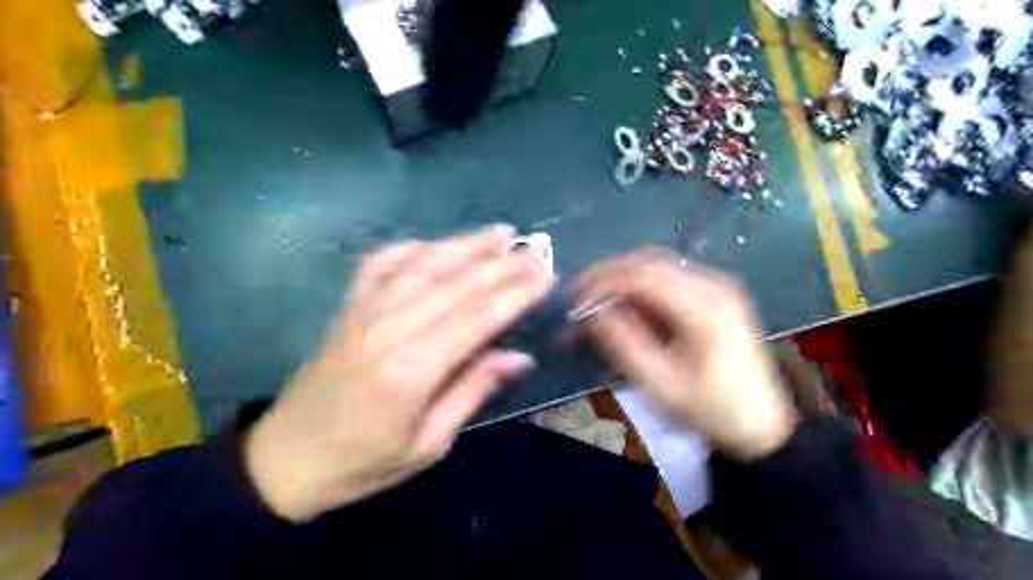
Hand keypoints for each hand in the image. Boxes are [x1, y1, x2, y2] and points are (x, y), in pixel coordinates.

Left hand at [246, 226, 556, 521]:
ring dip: (463, 245)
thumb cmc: (363, 462)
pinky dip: (410, 248)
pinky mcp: (347, 308)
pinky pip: (379, 265)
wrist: (286, 458)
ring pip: (421, 266)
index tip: (545, 275)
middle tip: (534, 250)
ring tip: (500, 232)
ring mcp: (362, 313)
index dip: (514, 294)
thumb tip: (519, 357)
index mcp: (409, 372)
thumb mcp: (428, 444)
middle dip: (500, 265)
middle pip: (454, 285)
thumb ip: (472, 391)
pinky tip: (434, 242)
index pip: (474, 318)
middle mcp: (386, 330)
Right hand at [573, 251, 796, 459]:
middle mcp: (712, 285)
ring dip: (621, 282)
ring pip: (655, 268)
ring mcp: (715, 288)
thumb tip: (594, 312)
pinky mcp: (712, 297)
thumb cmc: (710, 411)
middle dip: (607, 277)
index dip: (602, 284)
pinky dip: (638, 291)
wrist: (761, 425)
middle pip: (648, 263)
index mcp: (704, 308)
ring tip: (595, 304)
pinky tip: (623, 309)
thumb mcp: (662, 386)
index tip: (574, 302)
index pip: (642, 276)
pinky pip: (666, 282)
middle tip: (577, 297)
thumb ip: (625, 345)